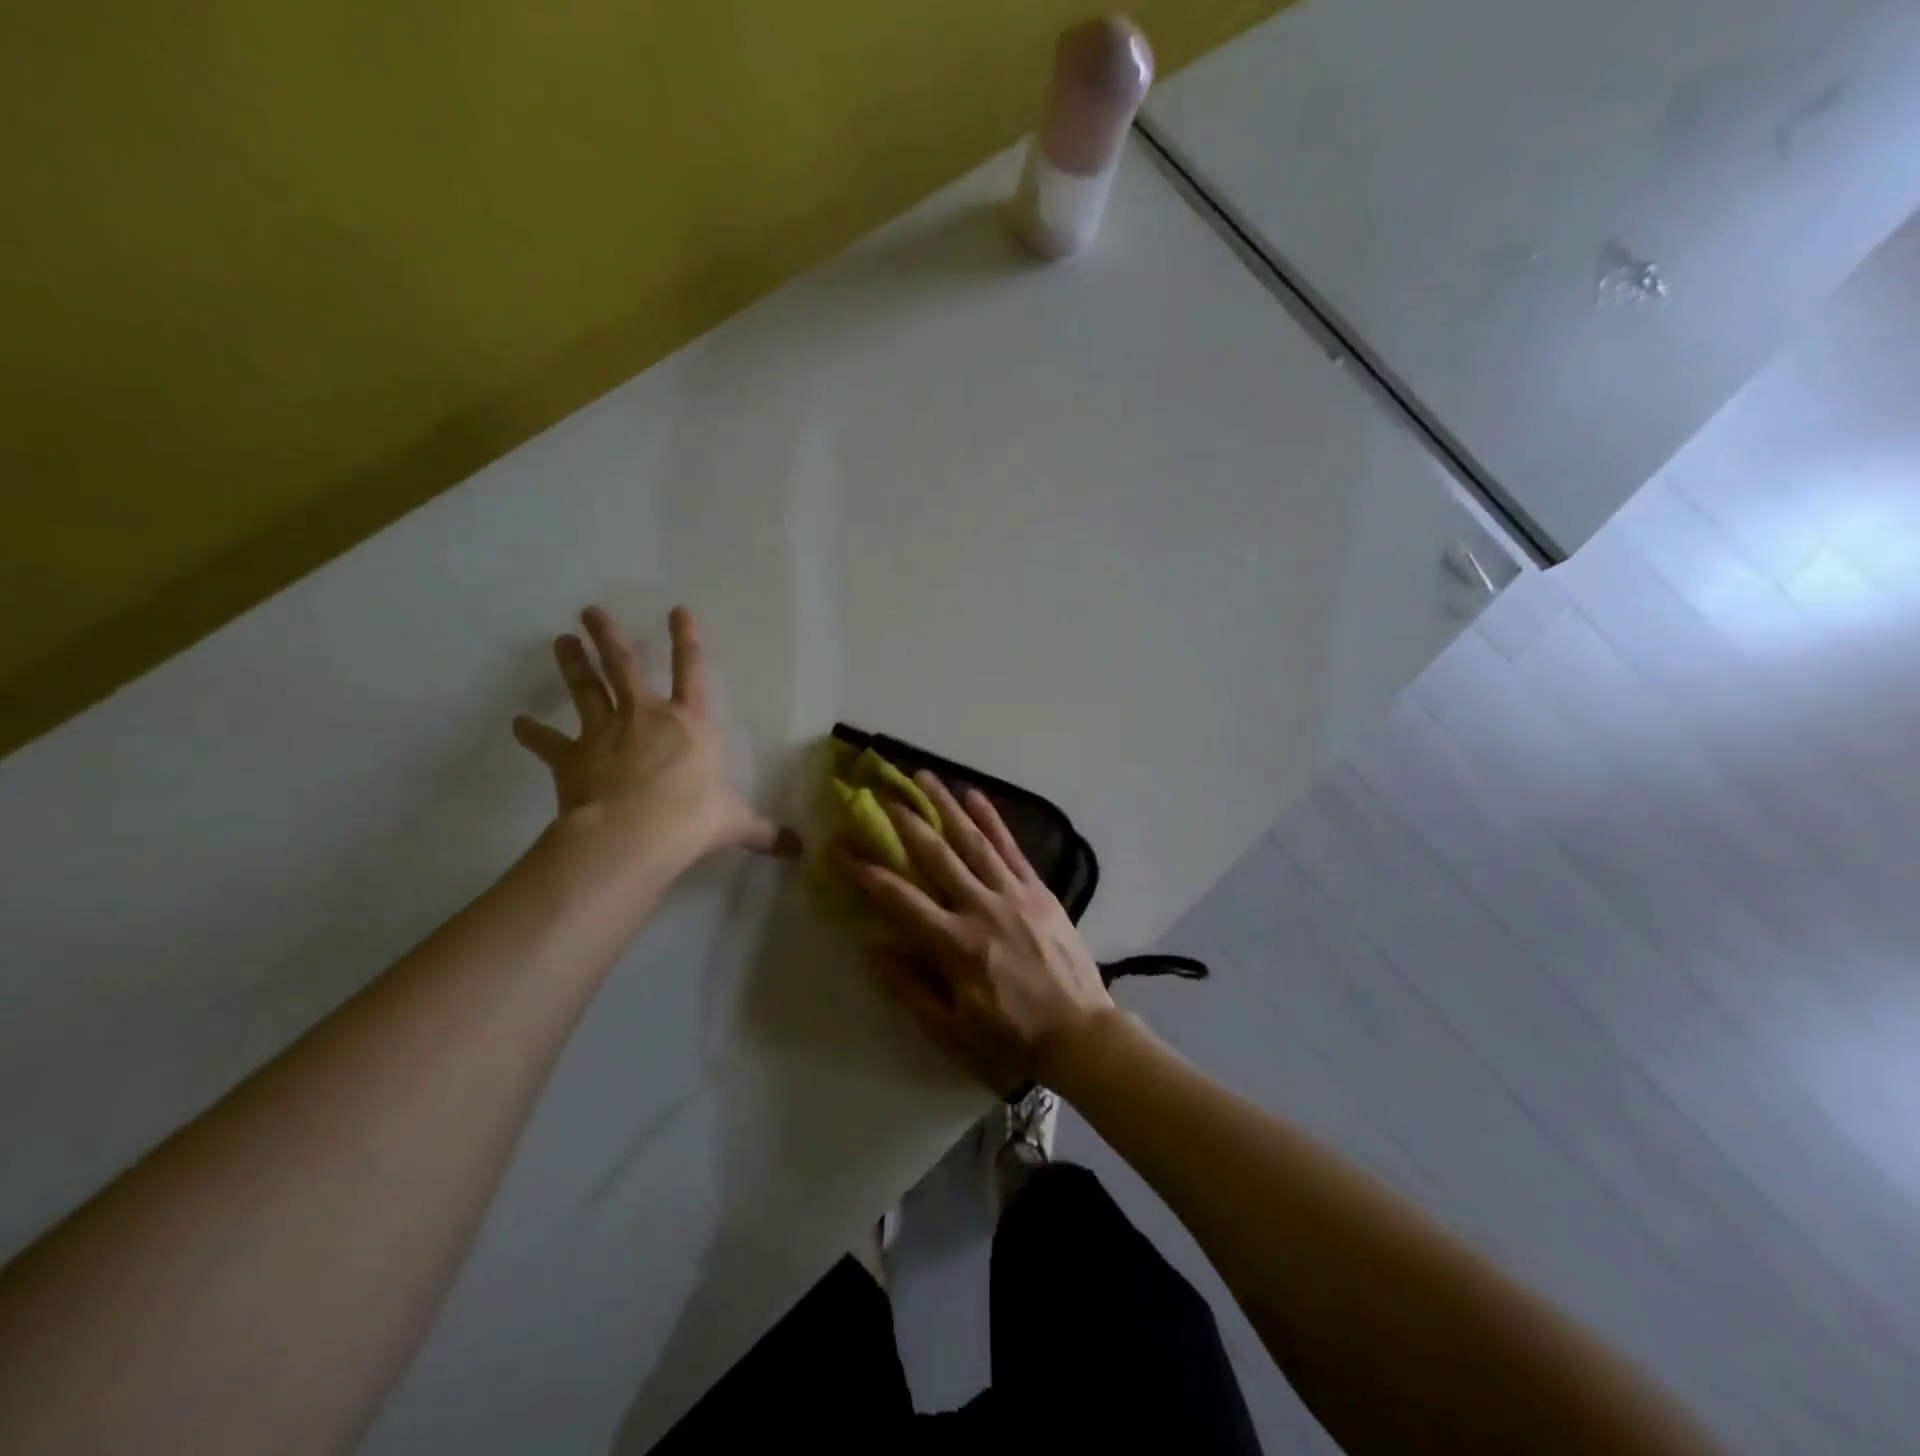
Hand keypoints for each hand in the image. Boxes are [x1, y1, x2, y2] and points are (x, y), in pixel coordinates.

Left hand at [512, 605, 799, 873]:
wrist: (635, 833)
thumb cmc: (693, 817)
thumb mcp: (735, 823)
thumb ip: (762, 832)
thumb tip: (799, 851)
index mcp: (691, 723)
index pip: (691, 671)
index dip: (687, 639)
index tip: (677, 610)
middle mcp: (646, 715)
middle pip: (624, 666)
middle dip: (609, 636)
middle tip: (591, 611)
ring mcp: (605, 732)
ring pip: (586, 688)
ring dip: (573, 663)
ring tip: (561, 640)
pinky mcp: (572, 757)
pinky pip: (548, 742)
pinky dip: (532, 733)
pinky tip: (518, 724)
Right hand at [837, 771, 1114, 1092]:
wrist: (1078, 1033)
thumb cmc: (1008, 1036)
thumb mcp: (949, 1029)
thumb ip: (909, 987)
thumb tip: (873, 947)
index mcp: (953, 943)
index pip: (899, 898)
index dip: (865, 871)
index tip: (840, 847)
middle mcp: (980, 907)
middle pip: (935, 855)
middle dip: (904, 821)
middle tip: (881, 792)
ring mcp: (1012, 893)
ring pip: (973, 840)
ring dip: (945, 806)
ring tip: (924, 776)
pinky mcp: (1038, 890)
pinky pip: (1011, 848)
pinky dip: (992, 820)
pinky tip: (975, 795)